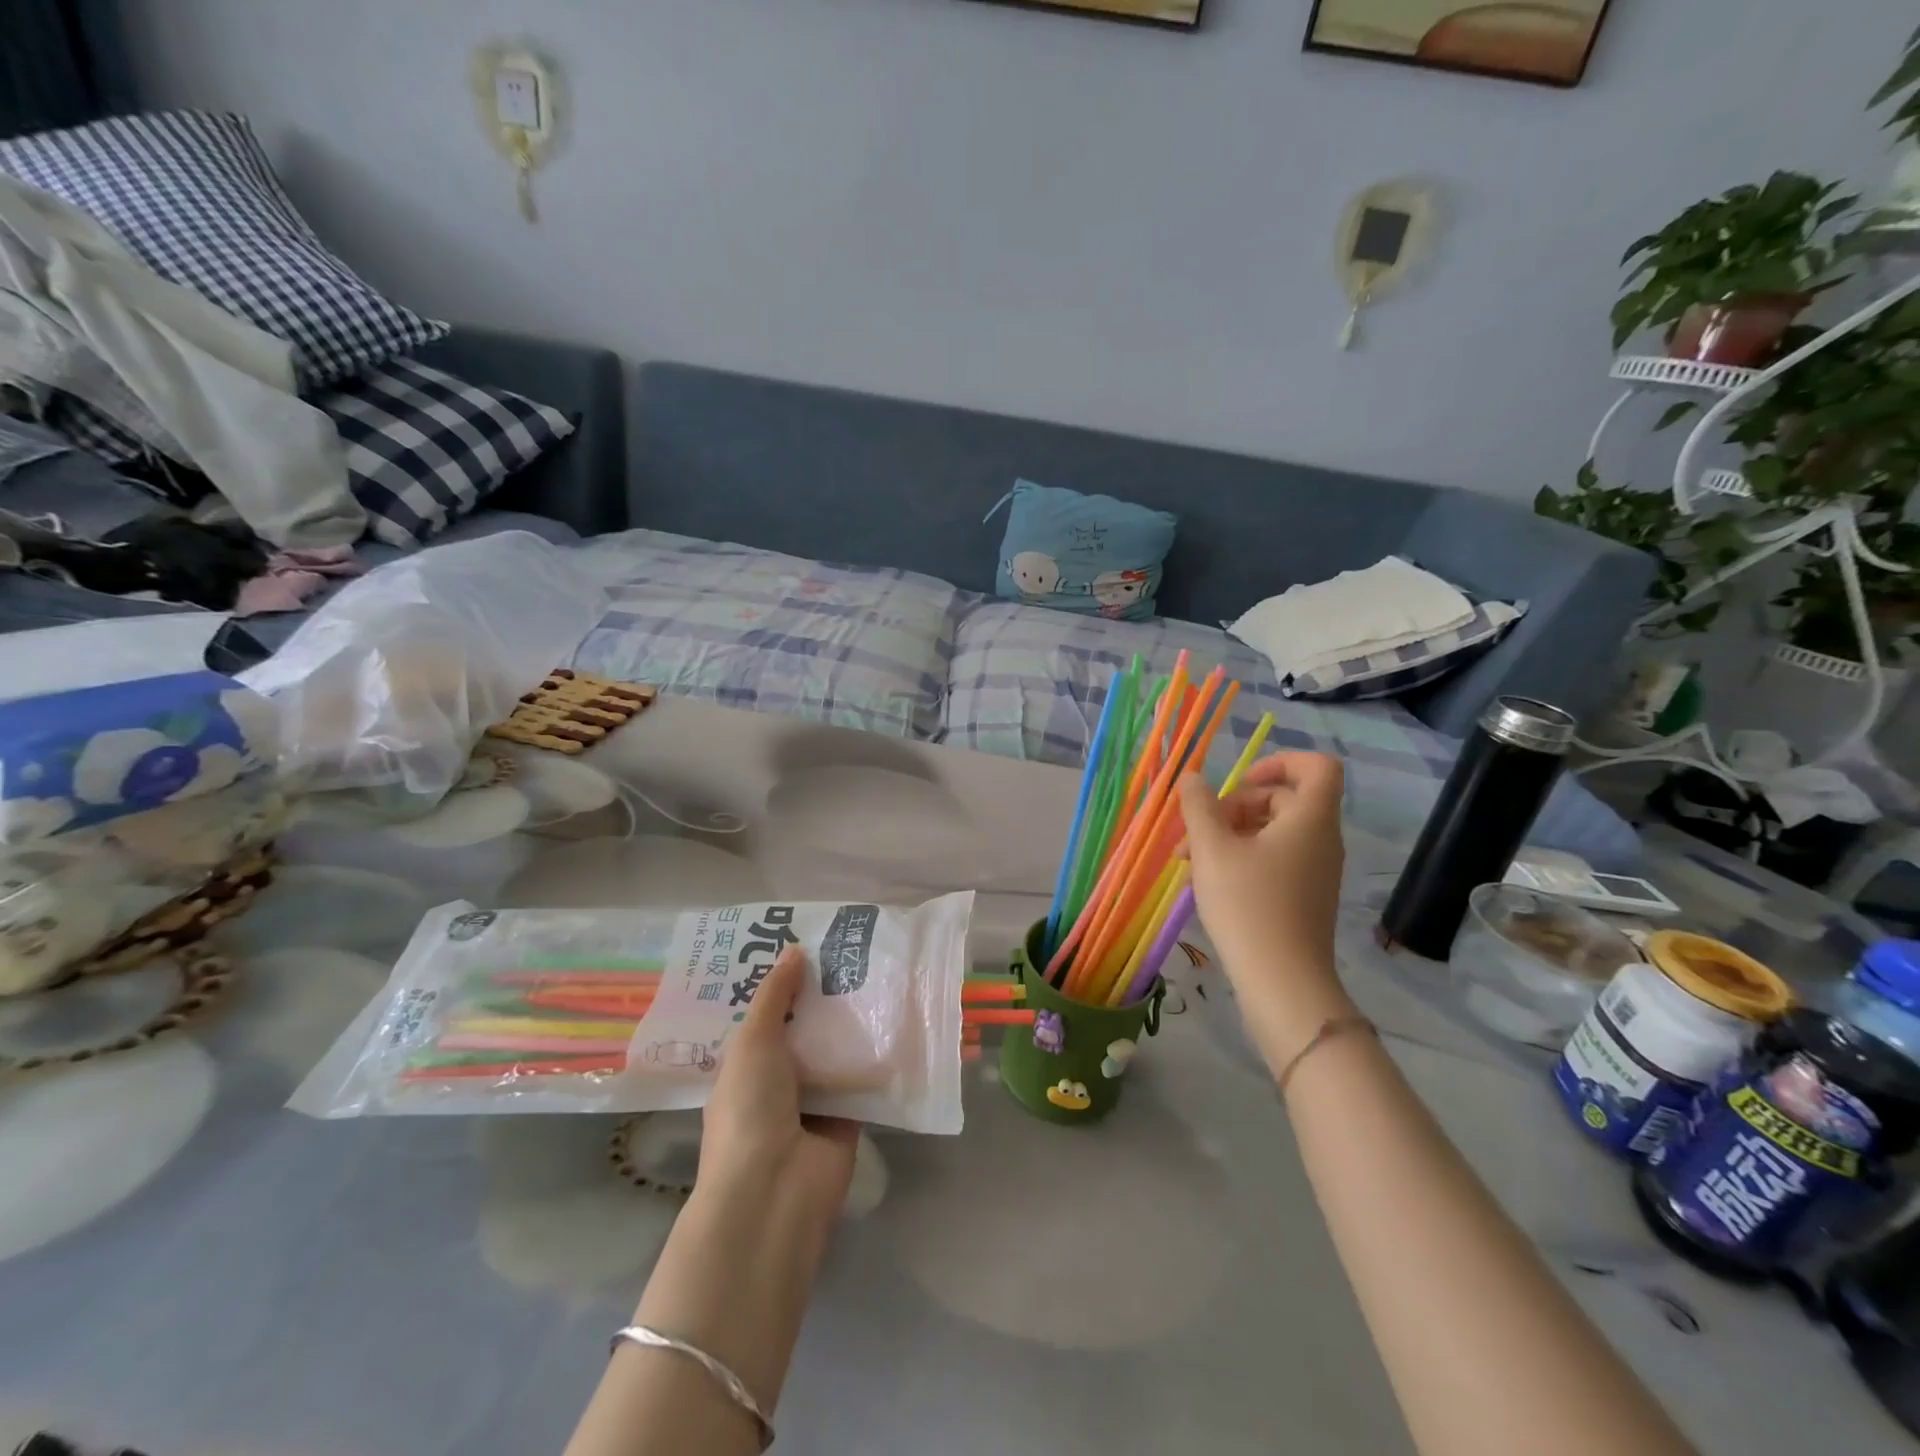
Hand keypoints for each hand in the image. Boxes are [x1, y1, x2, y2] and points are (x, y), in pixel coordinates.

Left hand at [699, 944, 859, 1235]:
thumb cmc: (749, 1110)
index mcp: (746, 1066)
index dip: (784, 985)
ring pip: (836, 1052)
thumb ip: (774, 997)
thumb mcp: (753, 1042)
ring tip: (881, 974)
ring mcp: (814, 1102)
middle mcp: (779, 1082)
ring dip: (853, 1023)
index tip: (808, 946)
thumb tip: (794, 950)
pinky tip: (898, 1018)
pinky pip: (864, 1079)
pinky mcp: (849, 1118)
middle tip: (853, 953)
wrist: (775, 1191)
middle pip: (805, 1031)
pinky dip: (877, 1056)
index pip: (767, 1017)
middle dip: (824, 998)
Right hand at [1179, 754, 1354, 1056]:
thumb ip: (1199, 806)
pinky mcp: (1304, 897)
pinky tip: (1208, 881)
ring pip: (1273, 832)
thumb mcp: (1212, 850)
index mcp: (1310, 819)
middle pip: (1283, 800)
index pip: (1316, 767)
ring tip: (1189, 860)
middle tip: (1195, 832)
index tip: (1239, 782)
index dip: (1279, 762)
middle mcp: (1321, 840)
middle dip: (1233, 807)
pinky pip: (1275, 859)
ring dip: (1230, 834)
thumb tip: (1193, 778)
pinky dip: (1242, 859)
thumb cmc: (1248, 906)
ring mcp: (1315, 871)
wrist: (1283, 983)